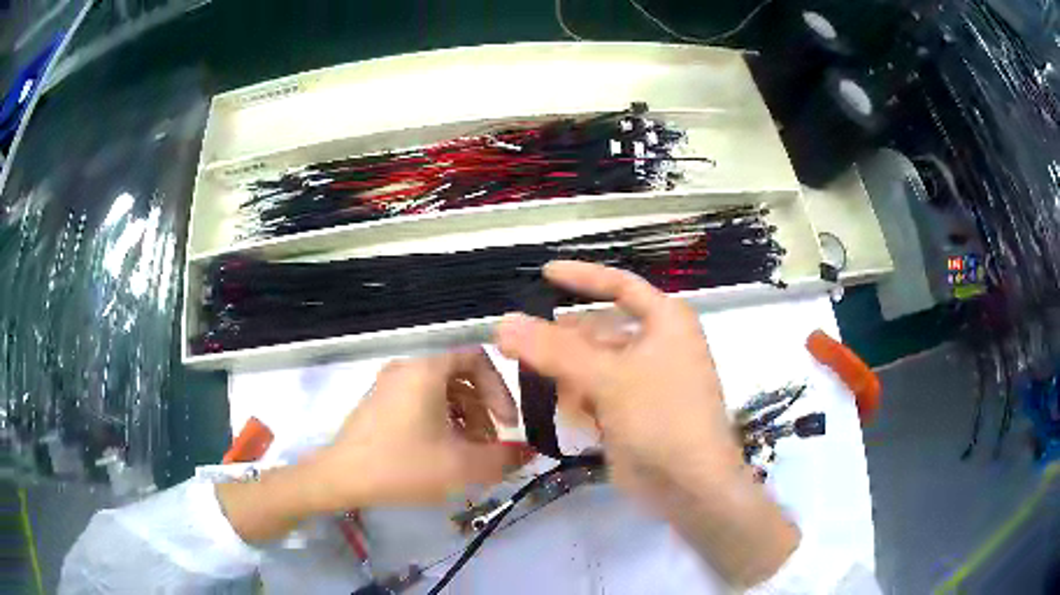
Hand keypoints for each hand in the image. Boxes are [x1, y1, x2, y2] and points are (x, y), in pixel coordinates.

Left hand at [313, 350, 523, 507]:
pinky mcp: (378, 402)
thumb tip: (528, 452)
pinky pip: (419, 400)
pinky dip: (440, 419)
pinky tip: (441, 452)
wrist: (341, 477)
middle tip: (490, 443)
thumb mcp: (461, 466)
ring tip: (468, 452)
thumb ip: (504, 458)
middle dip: (483, 409)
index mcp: (427, 369)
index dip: (500, 389)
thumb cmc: (403, 465)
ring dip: (463, 417)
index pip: (477, 358)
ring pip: (440, 391)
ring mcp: (388, 384)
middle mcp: (407, 367)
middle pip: (460, 376)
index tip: (508, 424)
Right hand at [497, 261, 739, 498]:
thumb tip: (503, 321)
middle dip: (562, 337)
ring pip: (594, 363)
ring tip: (530, 373)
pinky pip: (596, 392)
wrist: (689, 485)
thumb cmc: (661, 417)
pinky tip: (565, 410)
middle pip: (600, 328)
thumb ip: (554, 349)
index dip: (582, 277)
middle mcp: (658, 344)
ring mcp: (645, 379)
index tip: (544, 273)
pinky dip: (578, 397)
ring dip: (565, 370)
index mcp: (666, 321)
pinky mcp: (632, 410)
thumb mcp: (608, 377)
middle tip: (517, 339)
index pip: (620, 286)